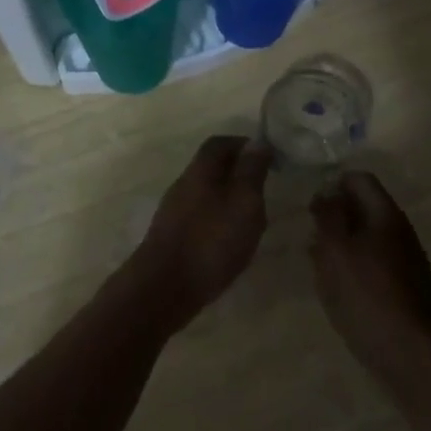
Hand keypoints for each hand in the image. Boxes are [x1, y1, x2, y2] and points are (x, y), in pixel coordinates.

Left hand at [130, 136, 273, 331]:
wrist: (164, 289)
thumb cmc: (211, 241)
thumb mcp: (243, 202)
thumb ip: (251, 172)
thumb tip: (257, 141)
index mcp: (200, 170)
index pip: (220, 143)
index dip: (243, 144)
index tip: (267, 156)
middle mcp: (183, 185)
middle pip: (211, 168)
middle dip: (238, 172)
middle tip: (264, 188)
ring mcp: (174, 212)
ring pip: (207, 194)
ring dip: (230, 199)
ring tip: (253, 219)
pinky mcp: (172, 237)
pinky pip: (201, 217)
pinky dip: (219, 221)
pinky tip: (231, 242)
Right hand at [308, 172, 430, 387]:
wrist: (406, 351)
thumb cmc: (365, 292)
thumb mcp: (335, 248)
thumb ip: (328, 215)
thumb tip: (326, 192)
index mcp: (386, 215)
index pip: (360, 179)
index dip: (333, 184)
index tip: (312, 205)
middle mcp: (402, 231)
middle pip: (365, 208)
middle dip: (336, 216)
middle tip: (311, 235)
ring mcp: (408, 260)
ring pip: (369, 237)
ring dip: (343, 242)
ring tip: (318, 262)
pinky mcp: (407, 287)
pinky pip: (376, 263)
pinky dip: (355, 265)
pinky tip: (339, 287)